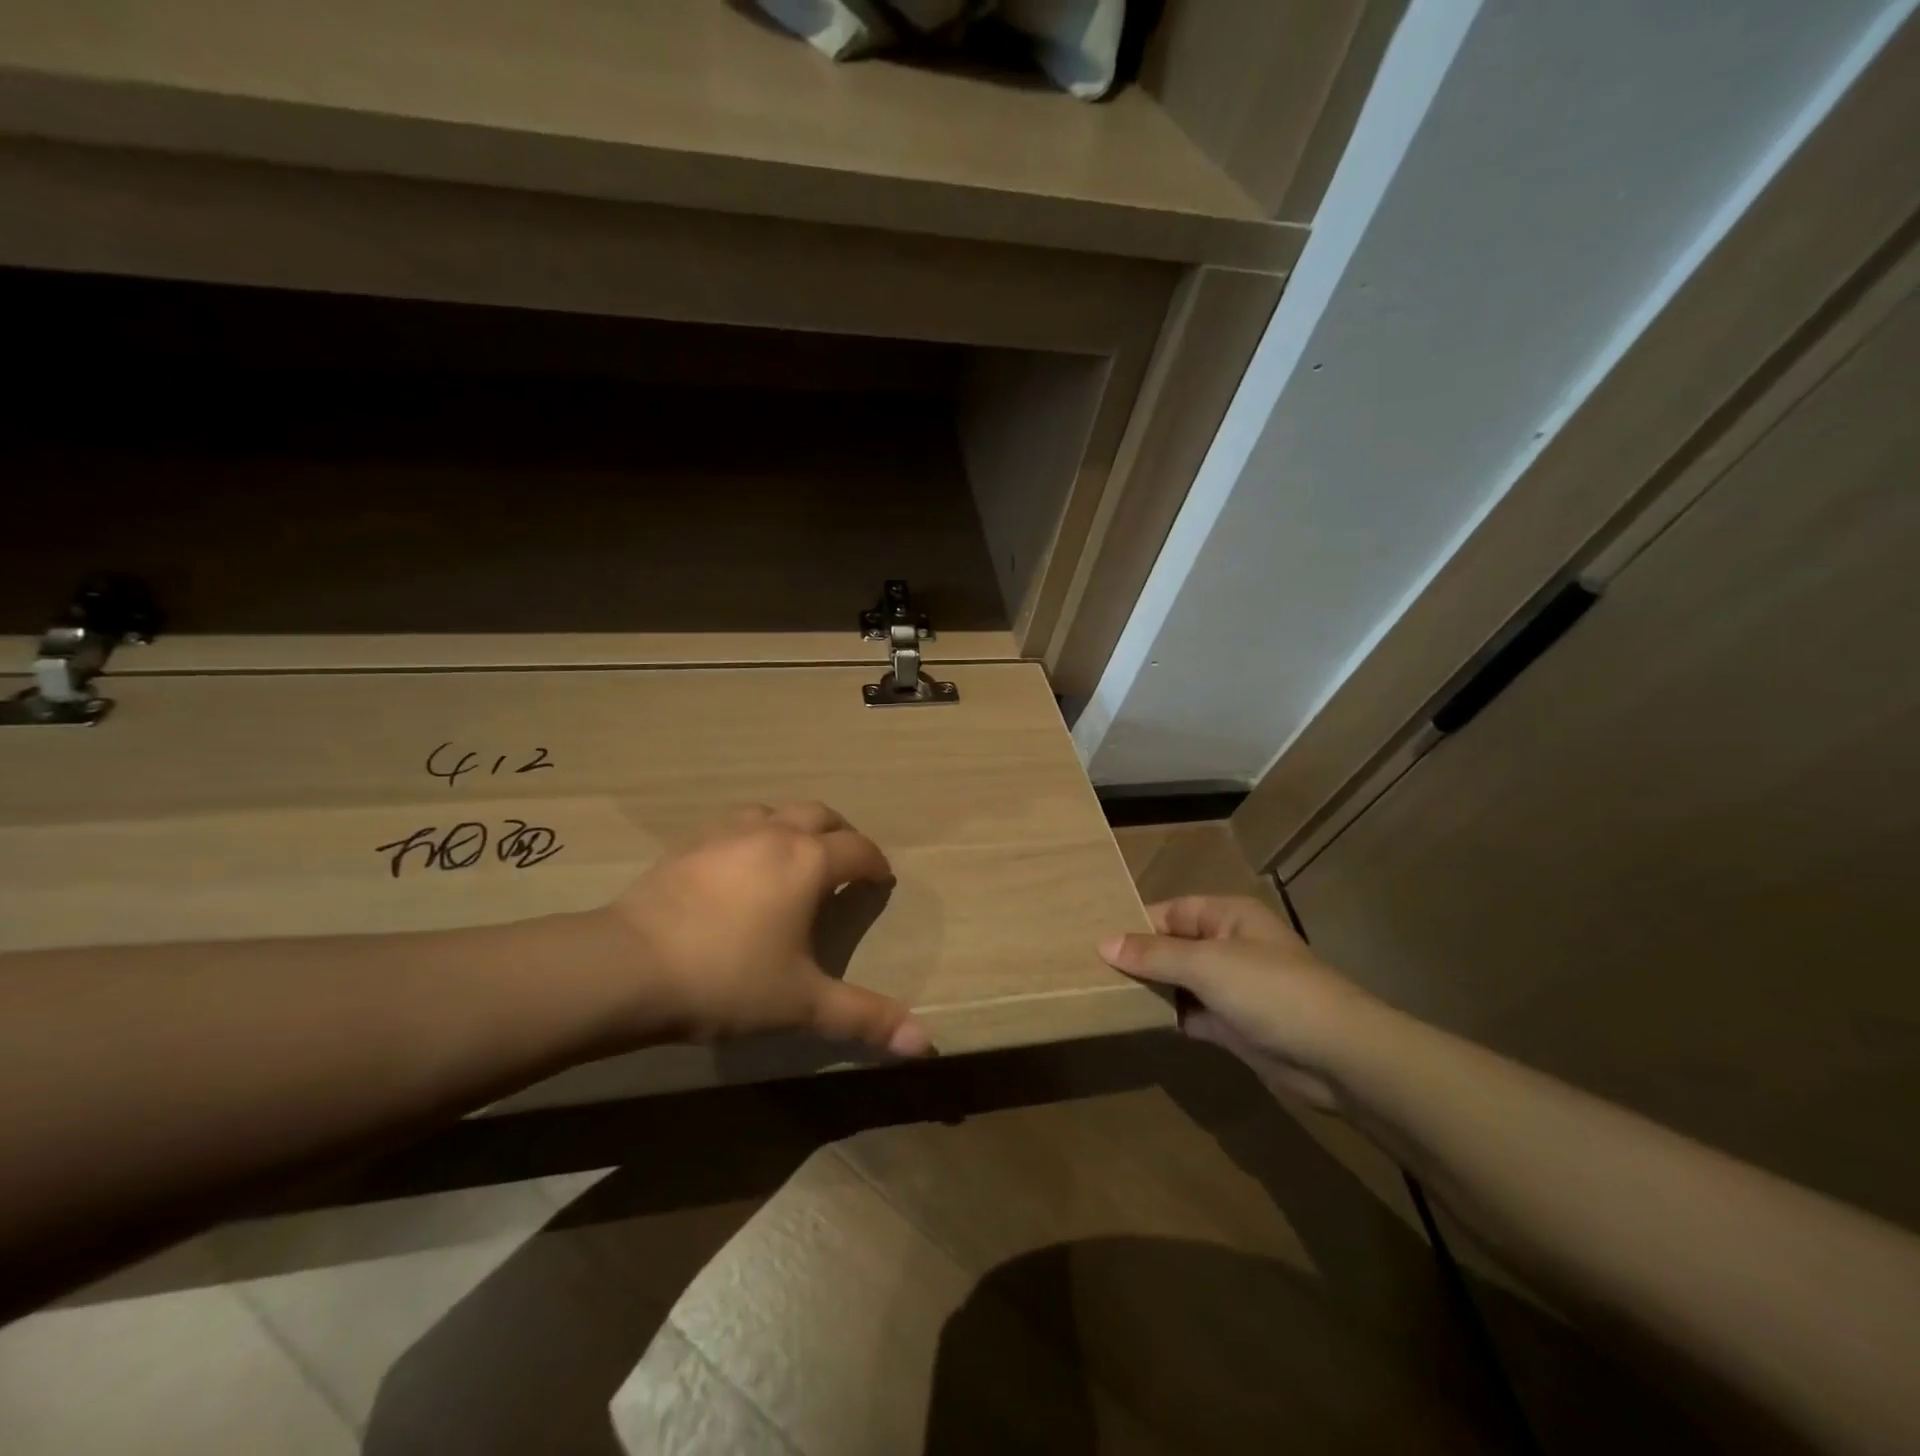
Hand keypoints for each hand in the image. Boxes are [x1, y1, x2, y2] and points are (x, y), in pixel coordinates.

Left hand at [594, 802, 931, 1057]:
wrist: (629, 966)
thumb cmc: (728, 979)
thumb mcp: (803, 1004)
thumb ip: (865, 1018)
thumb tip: (925, 1045)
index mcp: (808, 861)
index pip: (858, 850)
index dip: (876, 864)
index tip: (881, 882)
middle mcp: (773, 833)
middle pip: (820, 815)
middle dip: (841, 834)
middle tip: (846, 863)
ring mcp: (727, 831)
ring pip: (775, 812)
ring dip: (795, 827)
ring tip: (794, 858)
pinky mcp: (689, 842)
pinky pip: (734, 823)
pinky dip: (753, 834)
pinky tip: (740, 865)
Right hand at [1099, 896, 1377, 1108]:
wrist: (1337, 1056)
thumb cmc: (1271, 991)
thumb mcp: (1207, 964)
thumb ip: (1154, 954)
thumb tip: (1103, 942)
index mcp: (1227, 916)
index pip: (1170, 912)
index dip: (1135, 924)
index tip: (1093, 941)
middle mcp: (1228, 945)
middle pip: (1173, 946)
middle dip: (1138, 958)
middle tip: (1089, 970)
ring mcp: (1232, 987)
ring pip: (1180, 981)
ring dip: (1151, 988)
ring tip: (1101, 993)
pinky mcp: (1235, 1024)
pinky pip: (1192, 1012)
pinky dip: (1169, 1016)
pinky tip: (1135, 1020)